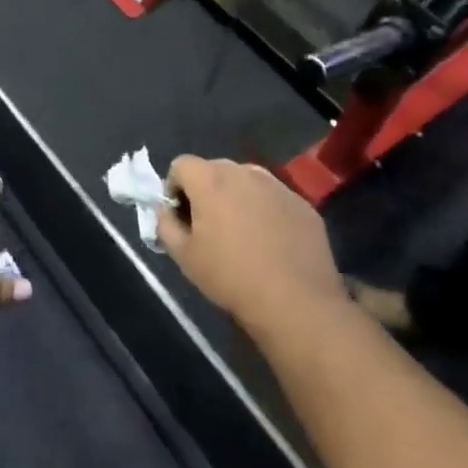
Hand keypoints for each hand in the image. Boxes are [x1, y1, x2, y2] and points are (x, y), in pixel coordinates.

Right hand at [156, 157, 342, 334]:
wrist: (296, 303)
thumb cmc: (231, 277)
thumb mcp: (184, 256)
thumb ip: (165, 224)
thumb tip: (166, 210)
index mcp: (211, 179)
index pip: (180, 165)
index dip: (174, 188)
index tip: (181, 217)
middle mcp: (244, 172)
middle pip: (214, 170)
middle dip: (205, 191)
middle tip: (209, 227)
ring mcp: (277, 186)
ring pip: (246, 182)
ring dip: (236, 198)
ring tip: (242, 234)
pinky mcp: (302, 204)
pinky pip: (273, 198)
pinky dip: (265, 211)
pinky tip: (271, 243)